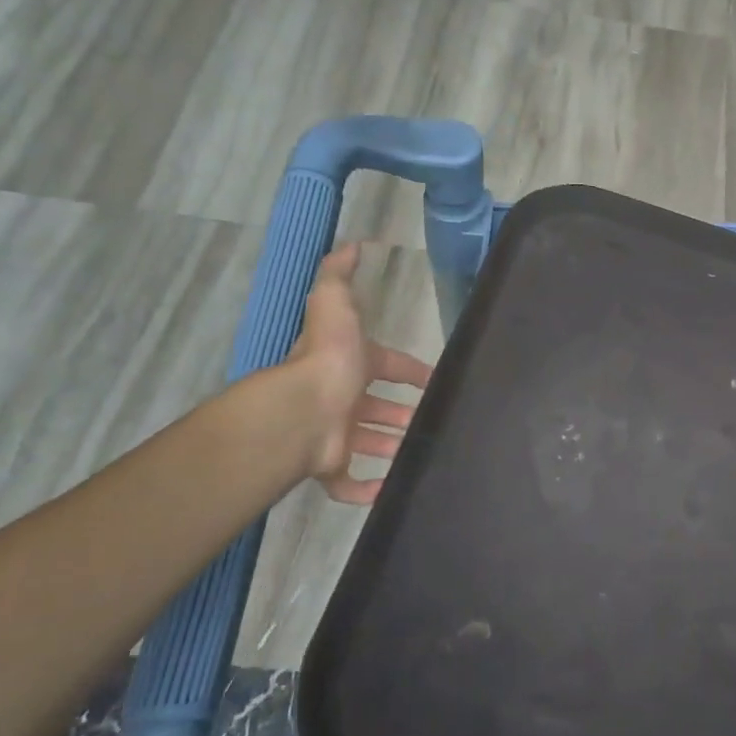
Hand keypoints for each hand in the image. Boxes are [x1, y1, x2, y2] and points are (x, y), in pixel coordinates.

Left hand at [279, 244, 432, 502]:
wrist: (301, 411)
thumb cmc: (327, 359)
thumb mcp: (335, 304)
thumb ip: (340, 275)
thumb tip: (352, 244)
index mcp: (348, 365)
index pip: (386, 364)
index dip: (410, 371)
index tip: (435, 379)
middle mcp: (341, 399)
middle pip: (377, 408)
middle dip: (401, 412)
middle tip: (431, 420)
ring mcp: (335, 435)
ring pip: (367, 443)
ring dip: (391, 447)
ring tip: (423, 451)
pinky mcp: (330, 467)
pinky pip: (349, 484)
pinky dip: (368, 491)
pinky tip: (390, 492)